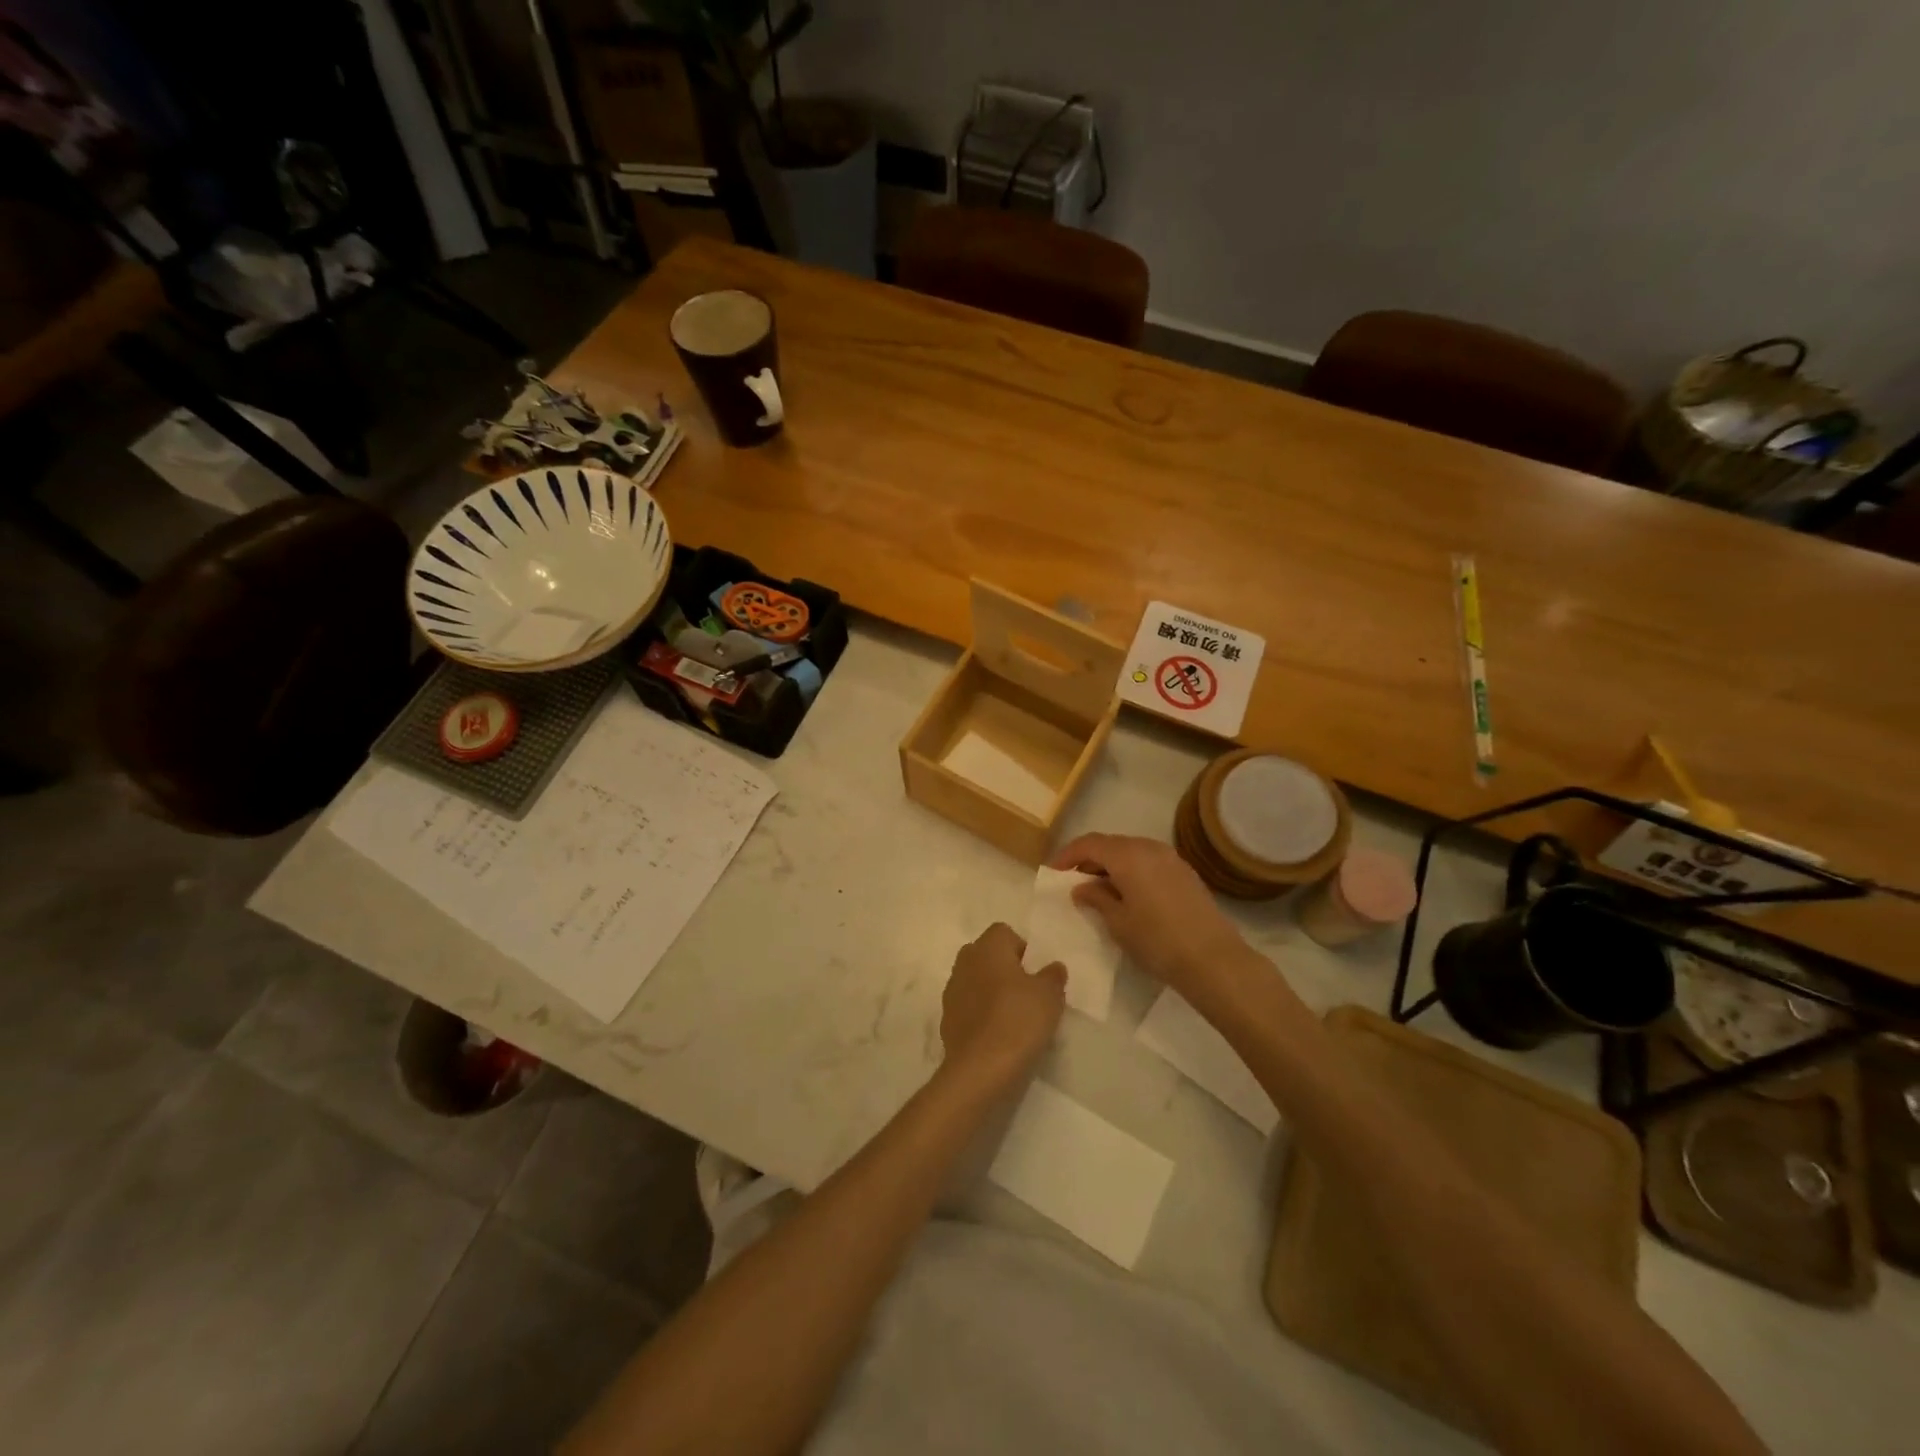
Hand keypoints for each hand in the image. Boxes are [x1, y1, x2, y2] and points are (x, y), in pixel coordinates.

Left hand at [940, 923, 1064, 1090]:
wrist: (980, 1070)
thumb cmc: (1018, 1021)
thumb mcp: (1050, 996)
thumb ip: (1053, 976)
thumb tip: (1053, 967)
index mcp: (987, 948)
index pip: (1003, 932)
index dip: (1021, 949)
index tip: (1035, 973)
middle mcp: (964, 962)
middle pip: (986, 955)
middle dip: (1004, 969)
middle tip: (1027, 993)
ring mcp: (951, 992)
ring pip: (976, 981)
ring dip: (991, 992)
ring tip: (1014, 1017)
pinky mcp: (947, 1020)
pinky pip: (968, 1007)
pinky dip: (981, 1015)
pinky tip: (998, 1035)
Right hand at [1050, 834, 1248, 1002]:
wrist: (1213, 959)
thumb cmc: (1157, 940)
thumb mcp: (1118, 922)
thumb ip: (1096, 898)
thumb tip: (1082, 887)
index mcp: (1128, 855)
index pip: (1089, 843)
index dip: (1067, 855)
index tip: (1053, 873)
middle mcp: (1149, 847)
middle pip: (1111, 844)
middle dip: (1089, 859)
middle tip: (1073, 882)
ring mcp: (1171, 858)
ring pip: (1131, 852)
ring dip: (1111, 865)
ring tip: (1099, 890)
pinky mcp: (1185, 872)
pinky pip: (1148, 862)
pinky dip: (1131, 871)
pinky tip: (1127, 894)